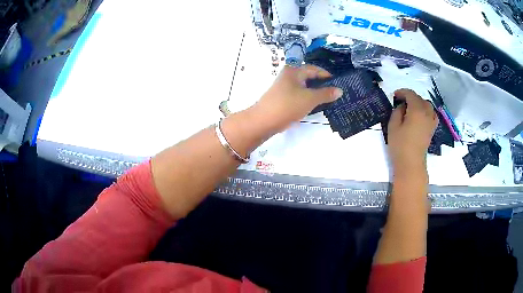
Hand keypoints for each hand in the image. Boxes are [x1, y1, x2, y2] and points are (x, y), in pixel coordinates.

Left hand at [254, 65, 342, 132]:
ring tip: (328, 101)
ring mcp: (284, 86)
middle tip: (335, 94)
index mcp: (294, 70)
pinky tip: (315, 106)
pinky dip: (307, 98)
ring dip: (315, 93)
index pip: (314, 69)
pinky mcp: (282, 97)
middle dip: (322, 85)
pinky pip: (299, 95)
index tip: (338, 85)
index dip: (327, 76)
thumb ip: (326, 94)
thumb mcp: (310, 99)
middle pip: (309, 77)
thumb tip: (340, 90)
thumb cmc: (288, 105)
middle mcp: (288, 75)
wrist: (264, 120)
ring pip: (304, 87)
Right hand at [388, 89, 437, 176]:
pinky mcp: (432, 129)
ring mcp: (431, 121)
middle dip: (410, 97)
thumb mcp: (393, 126)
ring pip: (427, 105)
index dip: (402, 92)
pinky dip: (427, 111)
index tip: (394, 95)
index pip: (411, 94)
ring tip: (411, 108)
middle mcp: (426, 113)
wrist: (411, 164)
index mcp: (416, 110)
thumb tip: (402, 106)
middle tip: (401, 102)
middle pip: (420, 99)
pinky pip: (432, 114)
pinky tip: (421, 115)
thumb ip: (397, 112)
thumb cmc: (400, 145)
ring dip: (419, 103)